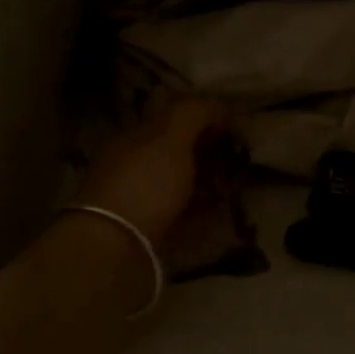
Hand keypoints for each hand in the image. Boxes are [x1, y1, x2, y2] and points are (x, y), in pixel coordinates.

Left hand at [76, 98, 229, 244]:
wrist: (114, 249)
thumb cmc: (144, 185)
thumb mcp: (170, 138)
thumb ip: (193, 114)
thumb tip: (218, 104)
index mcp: (133, 139)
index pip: (171, 119)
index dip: (203, 118)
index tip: (235, 128)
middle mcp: (133, 167)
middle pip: (175, 153)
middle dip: (206, 152)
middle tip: (240, 158)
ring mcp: (138, 202)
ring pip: (178, 184)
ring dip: (205, 182)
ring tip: (234, 186)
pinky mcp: (148, 233)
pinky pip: (180, 215)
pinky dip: (200, 211)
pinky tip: (218, 213)